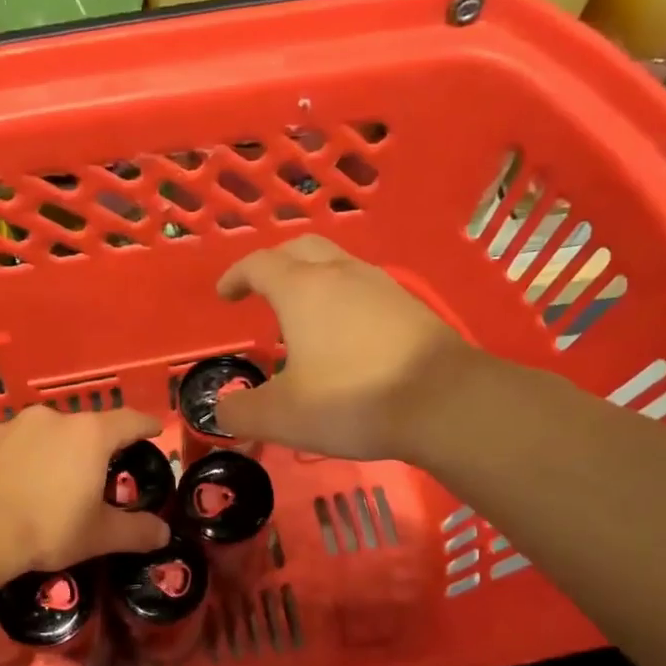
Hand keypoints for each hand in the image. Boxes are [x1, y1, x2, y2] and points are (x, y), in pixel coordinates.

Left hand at [0, 405, 170, 574]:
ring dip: (52, 453)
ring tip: (47, 485)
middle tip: (94, 477)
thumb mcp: (99, 536)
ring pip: (44, 435)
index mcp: (90, 436)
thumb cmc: (47, 528)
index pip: (129, 420)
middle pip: (84, 428)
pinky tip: (11, 487)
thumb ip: (136, 532)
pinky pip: (10, 445)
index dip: (145, 425)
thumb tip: (163, 534)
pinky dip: (17, 460)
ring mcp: (13, 425)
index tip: (153, 430)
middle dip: (93, 448)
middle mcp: (53, 419)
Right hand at [213, 235, 469, 460]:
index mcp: (302, 290)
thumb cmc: (351, 400)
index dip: (236, 276)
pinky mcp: (411, 308)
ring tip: (303, 316)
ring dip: (313, 280)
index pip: (259, 265)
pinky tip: (346, 336)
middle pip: (301, 249)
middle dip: (275, 264)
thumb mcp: (282, 416)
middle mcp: (341, 275)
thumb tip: (221, 409)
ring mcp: (382, 287)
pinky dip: (344, 300)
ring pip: (338, 266)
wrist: (444, 402)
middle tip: (262, 291)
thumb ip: (240, 412)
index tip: (225, 294)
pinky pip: (365, 290)